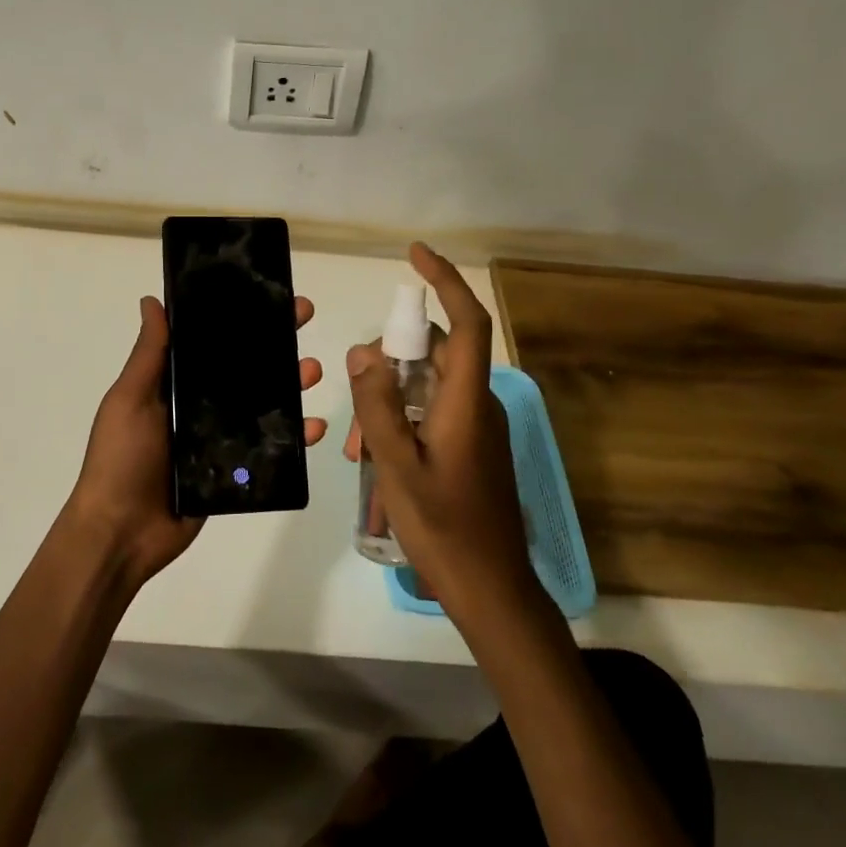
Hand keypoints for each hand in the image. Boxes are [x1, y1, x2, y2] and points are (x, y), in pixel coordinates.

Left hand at [66, 294, 326, 590]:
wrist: (122, 533)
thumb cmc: (121, 459)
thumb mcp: (130, 399)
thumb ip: (149, 355)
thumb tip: (152, 300)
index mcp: (172, 385)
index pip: (211, 343)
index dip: (237, 319)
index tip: (265, 295)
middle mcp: (198, 407)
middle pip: (243, 369)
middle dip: (273, 343)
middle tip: (302, 318)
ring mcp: (218, 440)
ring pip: (262, 405)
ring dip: (290, 385)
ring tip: (312, 370)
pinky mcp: (234, 472)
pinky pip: (269, 449)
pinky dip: (294, 438)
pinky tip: (313, 426)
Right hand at [343, 244, 528, 612]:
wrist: (491, 591)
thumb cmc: (444, 529)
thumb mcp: (397, 467)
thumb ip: (378, 407)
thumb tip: (364, 351)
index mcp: (468, 402)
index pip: (468, 323)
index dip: (446, 282)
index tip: (414, 255)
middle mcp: (478, 405)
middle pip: (434, 354)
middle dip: (389, 366)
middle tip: (354, 407)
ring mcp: (476, 427)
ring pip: (427, 387)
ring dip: (389, 402)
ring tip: (358, 450)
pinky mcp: (471, 447)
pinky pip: (432, 412)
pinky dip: (401, 421)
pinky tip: (375, 460)